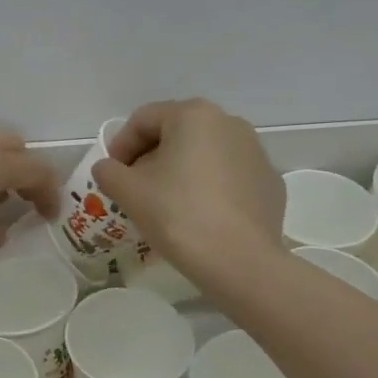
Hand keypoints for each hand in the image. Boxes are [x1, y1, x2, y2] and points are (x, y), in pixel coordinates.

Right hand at [92, 99, 283, 277]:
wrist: (240, 262)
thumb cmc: (179, 215)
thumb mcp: (129, 192)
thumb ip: (109, 171)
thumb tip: (108, 168)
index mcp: (194, 115)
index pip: (144, 120)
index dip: (120, 145)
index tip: (111, 174)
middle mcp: (229, 123)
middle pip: (176, 133)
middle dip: (151, 157)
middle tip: (134, 188)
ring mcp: (256, 152)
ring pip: (205, 153)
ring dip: (181, 171)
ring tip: (166, 204)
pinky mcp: (270, 182)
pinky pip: (229, 176)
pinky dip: (210, 188)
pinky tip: (200, 216)